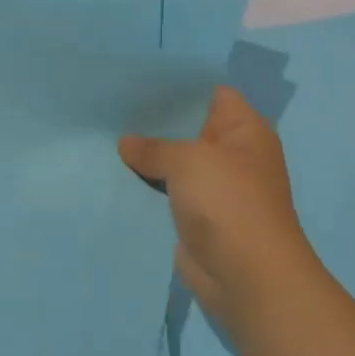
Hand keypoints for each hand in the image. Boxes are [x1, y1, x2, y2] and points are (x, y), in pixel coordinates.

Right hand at [119, 87, 320, 342]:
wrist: (246, 276)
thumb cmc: (227, 201)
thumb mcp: (187, 160)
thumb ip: (154, 147)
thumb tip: (126, 143)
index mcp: (246, 131)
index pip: (214, 94)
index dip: (181, 86)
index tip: (143, 79)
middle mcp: (235, 156)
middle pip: (192, 129)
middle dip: (158, 121)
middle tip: (116, 107)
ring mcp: (218, 189)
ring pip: (178, 164)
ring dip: (150, 157)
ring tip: (108, 136)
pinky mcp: (200, 219)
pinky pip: (170, 194)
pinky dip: (150, 188)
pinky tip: (117, 174)